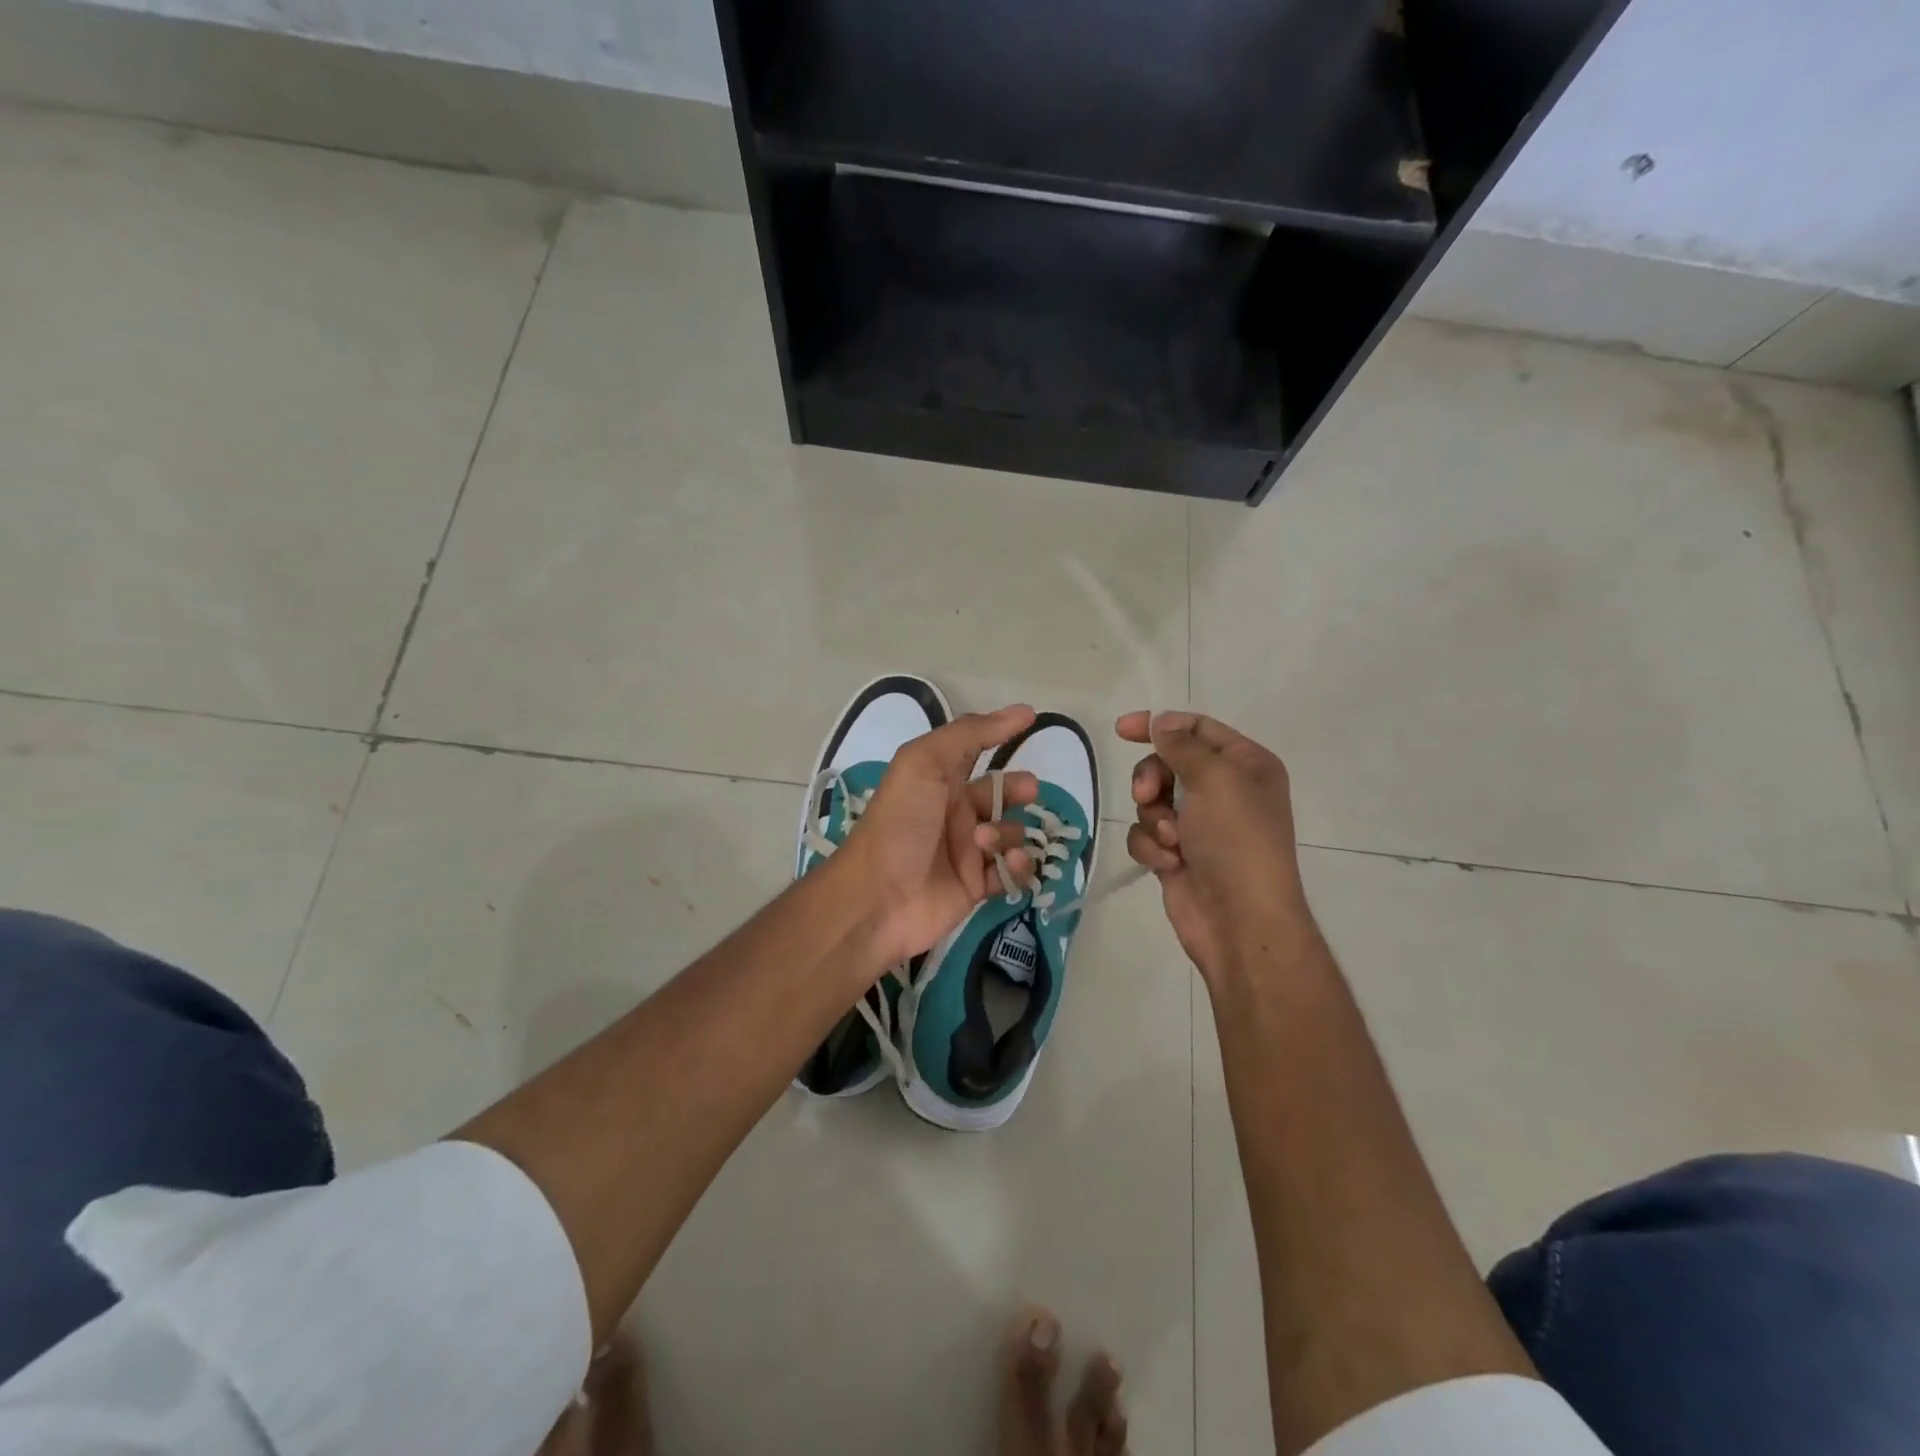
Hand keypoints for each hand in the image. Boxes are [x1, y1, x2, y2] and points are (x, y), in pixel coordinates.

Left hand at [835, 705, 1041, 968]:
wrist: (878, 896)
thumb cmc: (900, 821)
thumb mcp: (925, 761)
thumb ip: (971, 733)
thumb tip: (1022, 712)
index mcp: (939, 779)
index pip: (975, 750)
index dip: (1000, 734)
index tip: (1033, 721)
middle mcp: (955, 811)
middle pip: (1001, 793)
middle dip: (1019, 789)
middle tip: (1027, 792)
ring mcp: (967, 850)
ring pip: (1011, 833)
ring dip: (1008, 833)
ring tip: (984, 842)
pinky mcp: (977, 887)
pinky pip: (1012, 872)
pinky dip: (1018, 867)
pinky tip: (1007, 865)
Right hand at [1116, 710, 1318, 983]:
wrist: (1240, 920)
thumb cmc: (1237, 840)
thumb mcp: (1216, 779)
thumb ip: (1182, 745)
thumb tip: (1160, 723)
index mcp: (1245, 765)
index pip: (1196, 728)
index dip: (1159, 724)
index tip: (1121, 730)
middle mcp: (1224, 790)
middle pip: (1166, 763)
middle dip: (1151, 779)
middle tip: (1148, 795)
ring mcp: (1198, 824)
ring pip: (1151, 801)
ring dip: (1154, 818)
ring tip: (1171, 841)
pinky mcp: (1175, 853)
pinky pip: (1145, 834)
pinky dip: (1151, 846)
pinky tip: (1168, 863)